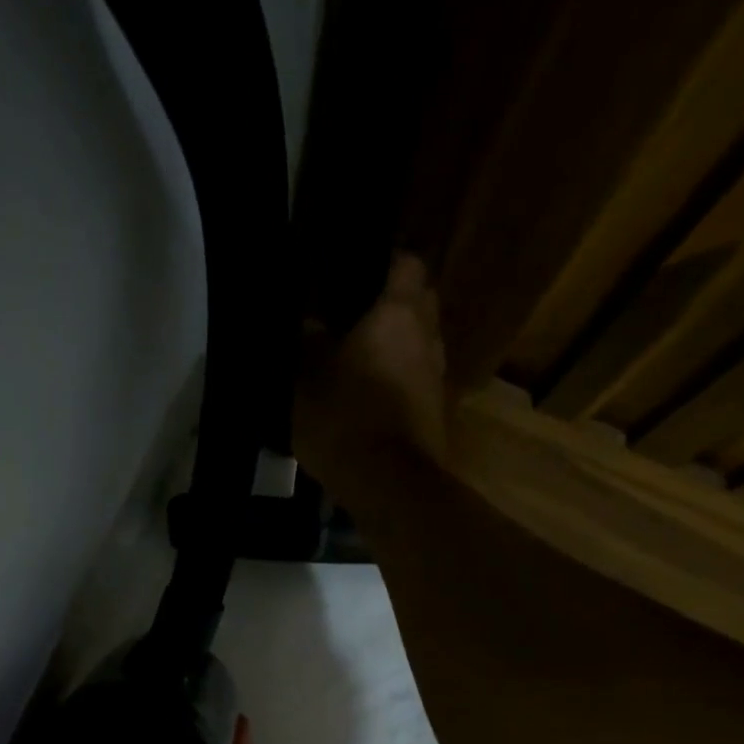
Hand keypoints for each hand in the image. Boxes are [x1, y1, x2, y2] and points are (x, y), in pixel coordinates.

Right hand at [292, 253, 449, 510]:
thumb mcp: (306, 380)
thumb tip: (309, 324)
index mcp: (398, 314)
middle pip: (419, 303)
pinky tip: (372, 396)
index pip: (407, 263)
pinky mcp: (436, 411)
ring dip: (398, 345)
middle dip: (395, 303)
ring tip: (361, 358)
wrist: (388, 483)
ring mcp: (436, 376)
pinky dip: (400, 380)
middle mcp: (427, 336)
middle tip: (357, 316)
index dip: (387, 261)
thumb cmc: (345, 419)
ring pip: (421, 344)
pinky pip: (417, 380)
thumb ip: (307, 345)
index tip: (361, 270)